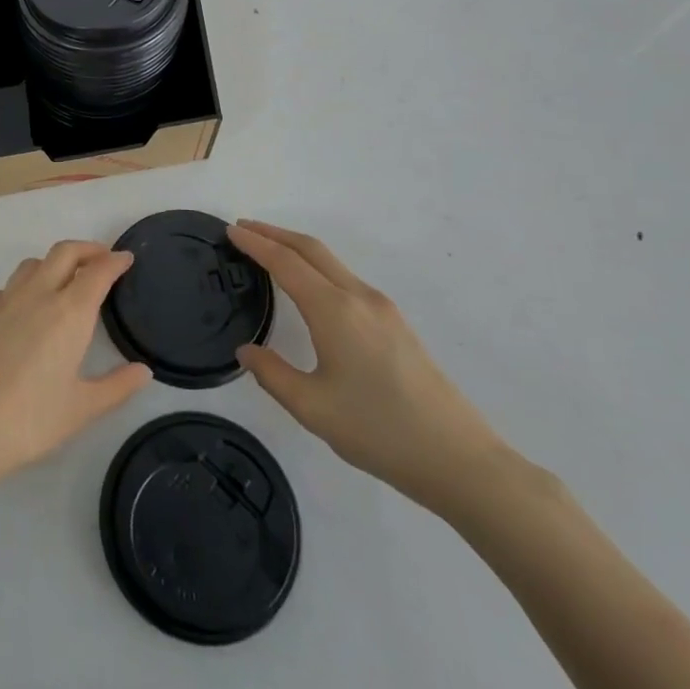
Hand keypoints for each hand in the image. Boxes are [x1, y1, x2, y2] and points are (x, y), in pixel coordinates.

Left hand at [0, 241, 151, 503]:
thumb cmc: (28, 421)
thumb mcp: (81, 410)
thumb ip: (116, 387)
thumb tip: (143, 371)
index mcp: (68, 313)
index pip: (97, 272)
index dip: (114, 261)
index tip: (126, 258)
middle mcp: (37, 296)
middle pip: (64, 253)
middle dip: (87, 249)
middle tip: (102, 259)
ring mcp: (3, 302)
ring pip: (32, 264)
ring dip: (54, 262)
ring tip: (65, 280)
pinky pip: (6, 287)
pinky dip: (23, 286)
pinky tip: (23, 309)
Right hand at [230, 220, 511, 515]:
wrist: (459, 459)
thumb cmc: (379, 431)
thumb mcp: (312, 408)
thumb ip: (272, 374)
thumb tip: (247, 351)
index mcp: (334, 311)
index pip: (286, 263)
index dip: (255, 244)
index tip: (230, 230)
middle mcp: (359, 297)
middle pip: (311, 249)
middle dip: (275, 234)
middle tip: (243, 229)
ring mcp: (383, 309)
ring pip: (332, 262)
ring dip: (297, 249)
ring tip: (269, 252)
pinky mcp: (396, 324)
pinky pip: (346, 279)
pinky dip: (317, 268)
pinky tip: (309, 288)